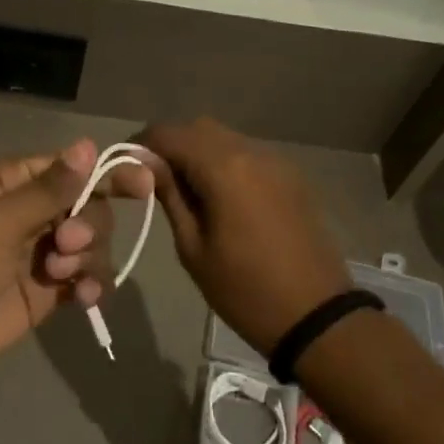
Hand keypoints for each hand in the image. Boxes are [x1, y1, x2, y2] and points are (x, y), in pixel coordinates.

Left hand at [0, 138, 152, 392]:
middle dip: (90, 225)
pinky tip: (85, 300)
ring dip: (90, 258)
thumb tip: (88, 144)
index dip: (110, 173)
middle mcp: (29, 213)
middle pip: (90, 207)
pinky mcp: (42, 294)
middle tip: (66, 245)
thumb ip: (49, 189)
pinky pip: (82, 281)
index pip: (74, 168)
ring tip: (64, 279)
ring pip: (91, 245)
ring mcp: (37, 255)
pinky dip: (90, 287)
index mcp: (13, 183)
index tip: (146, 182)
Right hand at [134, 118, 350, 354]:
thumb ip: (170, 196)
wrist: (316, 315)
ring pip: (226, 139)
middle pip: (199, 128)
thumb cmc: (244, 289)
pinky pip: (249, 155)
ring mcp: (277, 162)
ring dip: (200, 153)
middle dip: (172, 145)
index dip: (142, 144)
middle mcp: (252, 152)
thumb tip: (147, 166)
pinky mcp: (292, 177)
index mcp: (224, 168)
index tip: (127, 167)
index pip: (170, 134)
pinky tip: (220, 197)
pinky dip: (226, 163)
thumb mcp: (193, 248)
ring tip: (186, 190)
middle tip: (154, 180)